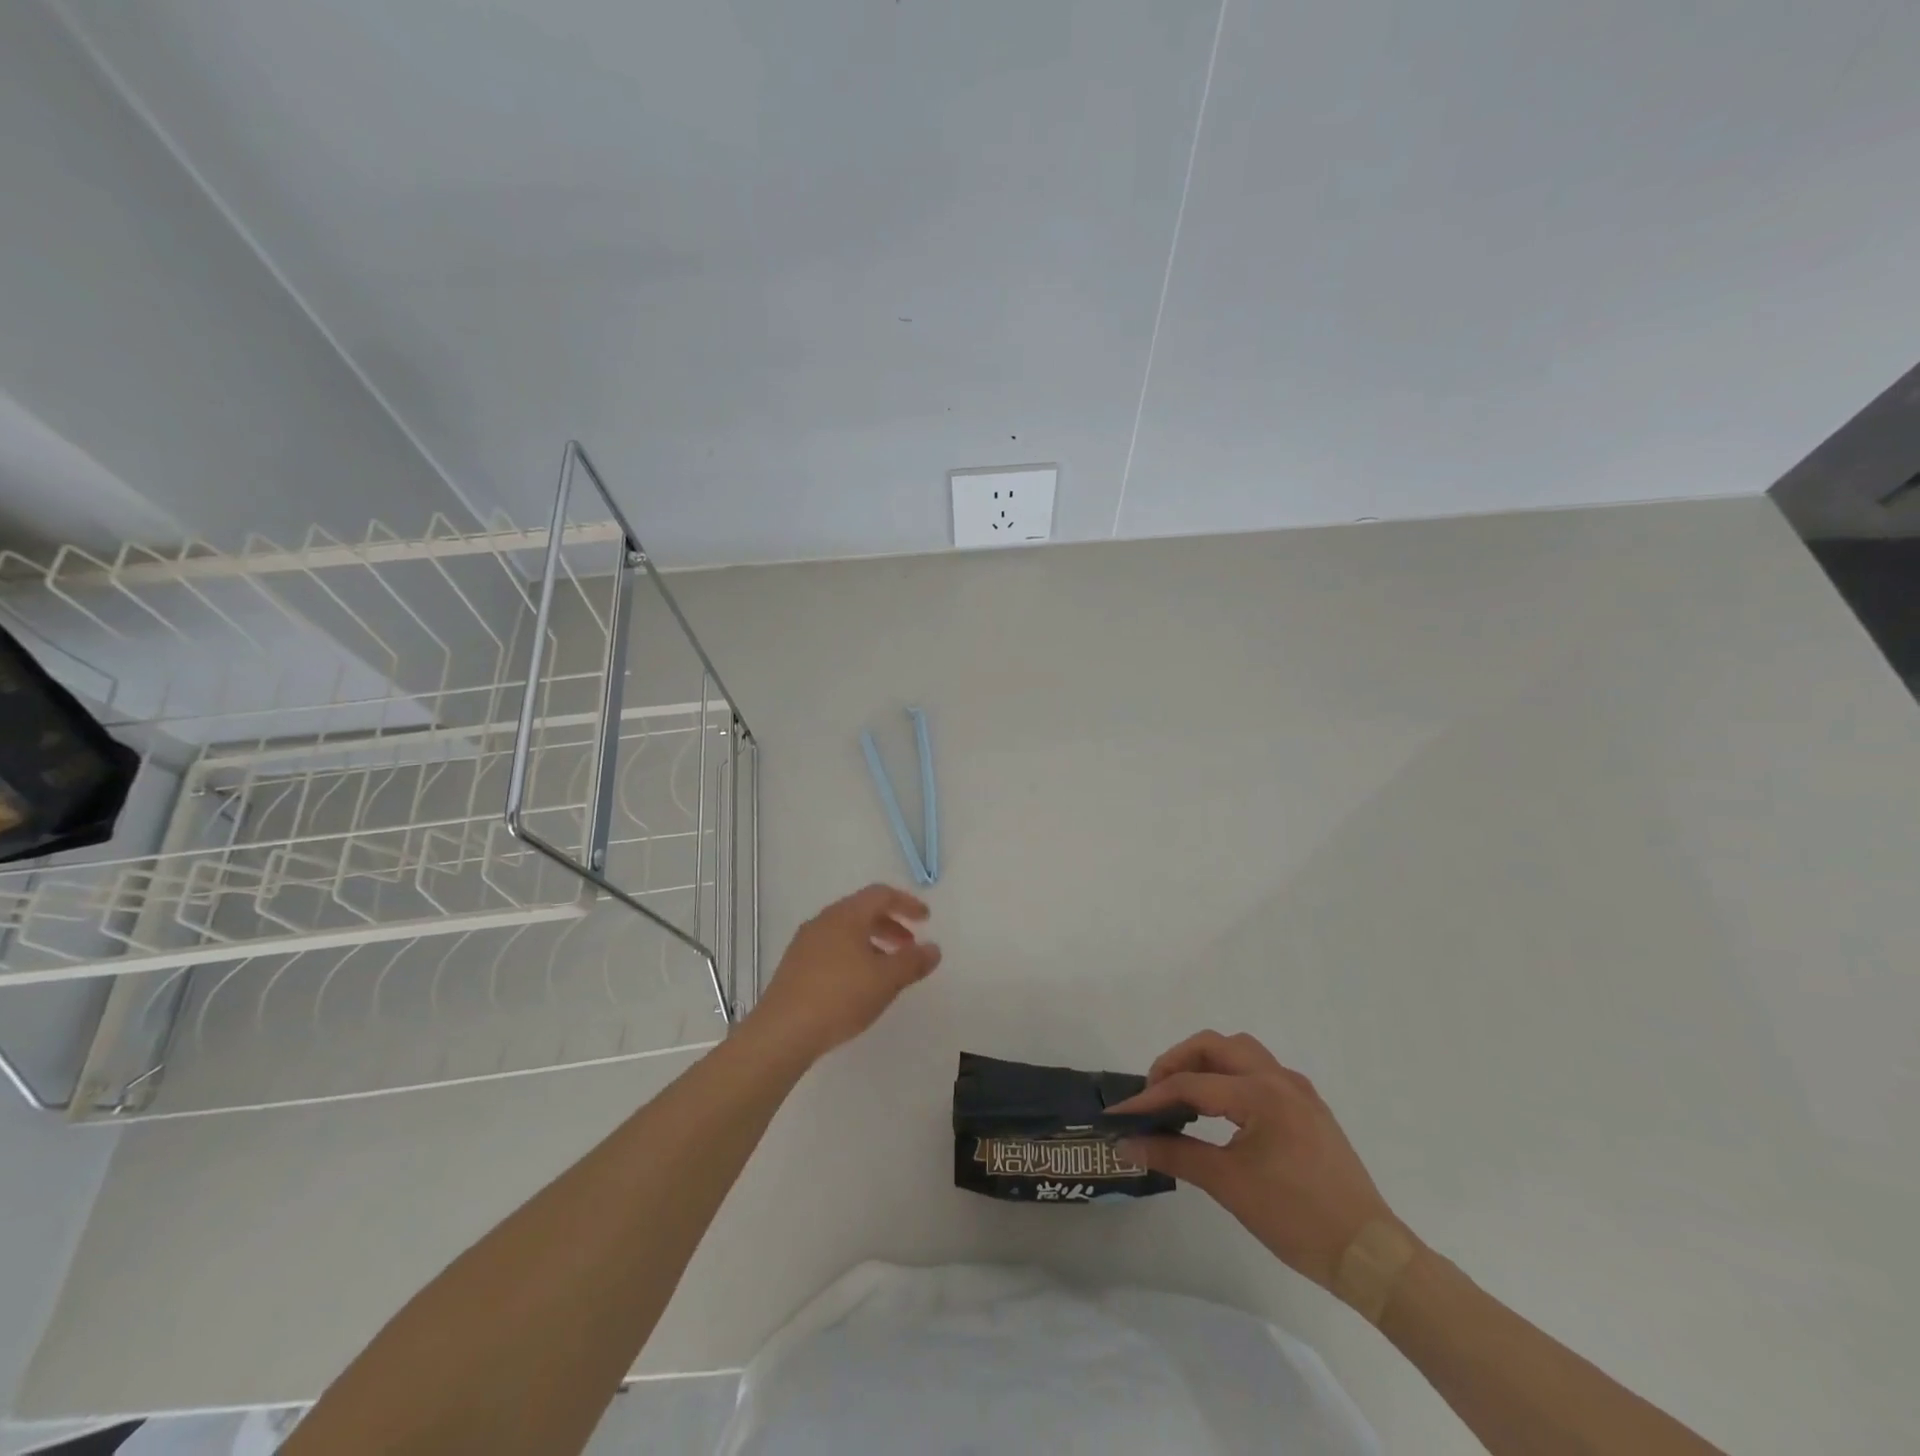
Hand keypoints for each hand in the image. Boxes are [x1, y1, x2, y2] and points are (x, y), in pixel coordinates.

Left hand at [748, 884, 941, 1061]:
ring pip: (846, 932)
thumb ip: (913, 962)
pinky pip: (831, 949)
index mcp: (846, 915)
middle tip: (909, 945)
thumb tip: (934, 949)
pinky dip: (853, 955)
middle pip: (862, 911)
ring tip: (887, 969)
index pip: (881, 895)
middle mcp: (823, 921)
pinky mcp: (794, 966)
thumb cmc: (840, 996)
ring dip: (872, 943)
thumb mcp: (886, 980)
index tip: (925, 919)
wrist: (783, 1031)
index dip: (907, 903)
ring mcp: (805, 943)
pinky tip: (859, 984)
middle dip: (890, 925)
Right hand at [1112, 1030, 1401, 1295]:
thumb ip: (1174, 1156)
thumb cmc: (1296, 1218)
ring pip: (1241, 1051)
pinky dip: (1231, 1077)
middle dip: (1178, 1061)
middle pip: (1215, 1045)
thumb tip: (1127, 1144)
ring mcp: (1298, 1091)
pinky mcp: (1309, 1107)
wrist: (1369, 1253)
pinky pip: (1260, 1072)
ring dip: (1207, 1063)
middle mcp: (1279, 1079)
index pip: (1191, 1084)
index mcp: (1260, 1093)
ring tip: (1184, 1095)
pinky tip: (1222, 1110)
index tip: (1120, 1114)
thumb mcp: (1228, 1185)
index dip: (1150, 1098)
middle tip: (1154, 1092)